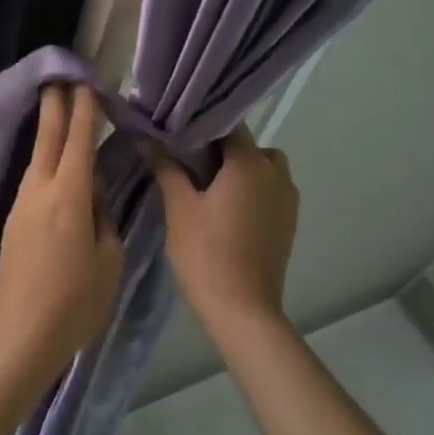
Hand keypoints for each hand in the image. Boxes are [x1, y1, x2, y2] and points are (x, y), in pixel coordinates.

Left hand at [0, 85, 122, 396]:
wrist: (20, 336)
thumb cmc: (75, 303)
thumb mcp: (107, 260)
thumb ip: (102, 219)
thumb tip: (92, 196)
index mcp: (67, 198)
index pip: (77, 143)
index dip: (83, 112)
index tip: (86, 85)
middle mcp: (38, 193)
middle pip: (47, 140)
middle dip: (54, 108)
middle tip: (58, 78)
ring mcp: (20, 207)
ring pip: (36, 160)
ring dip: (47, 134)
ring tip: (59, 113)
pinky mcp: (12, 224)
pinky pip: (32, 181)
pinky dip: (44, 162)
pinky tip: (53, 164)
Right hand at [146, 125, 298, 335]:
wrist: (243, 310)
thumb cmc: (206, 253)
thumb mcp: (179, 207)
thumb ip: (166, 167)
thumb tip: (145, 138)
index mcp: (251, 164)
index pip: (228, 125)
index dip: (201, 123)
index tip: (176, 129)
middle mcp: (276, 174)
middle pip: (248, 145)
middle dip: (220, 148)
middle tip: (186, 160)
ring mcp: (287, 200)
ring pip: (262, 167)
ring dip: (238, 169)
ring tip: (206, 185)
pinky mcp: (288, 222)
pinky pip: (269, 190)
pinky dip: (250, 189)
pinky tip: (223, 208)